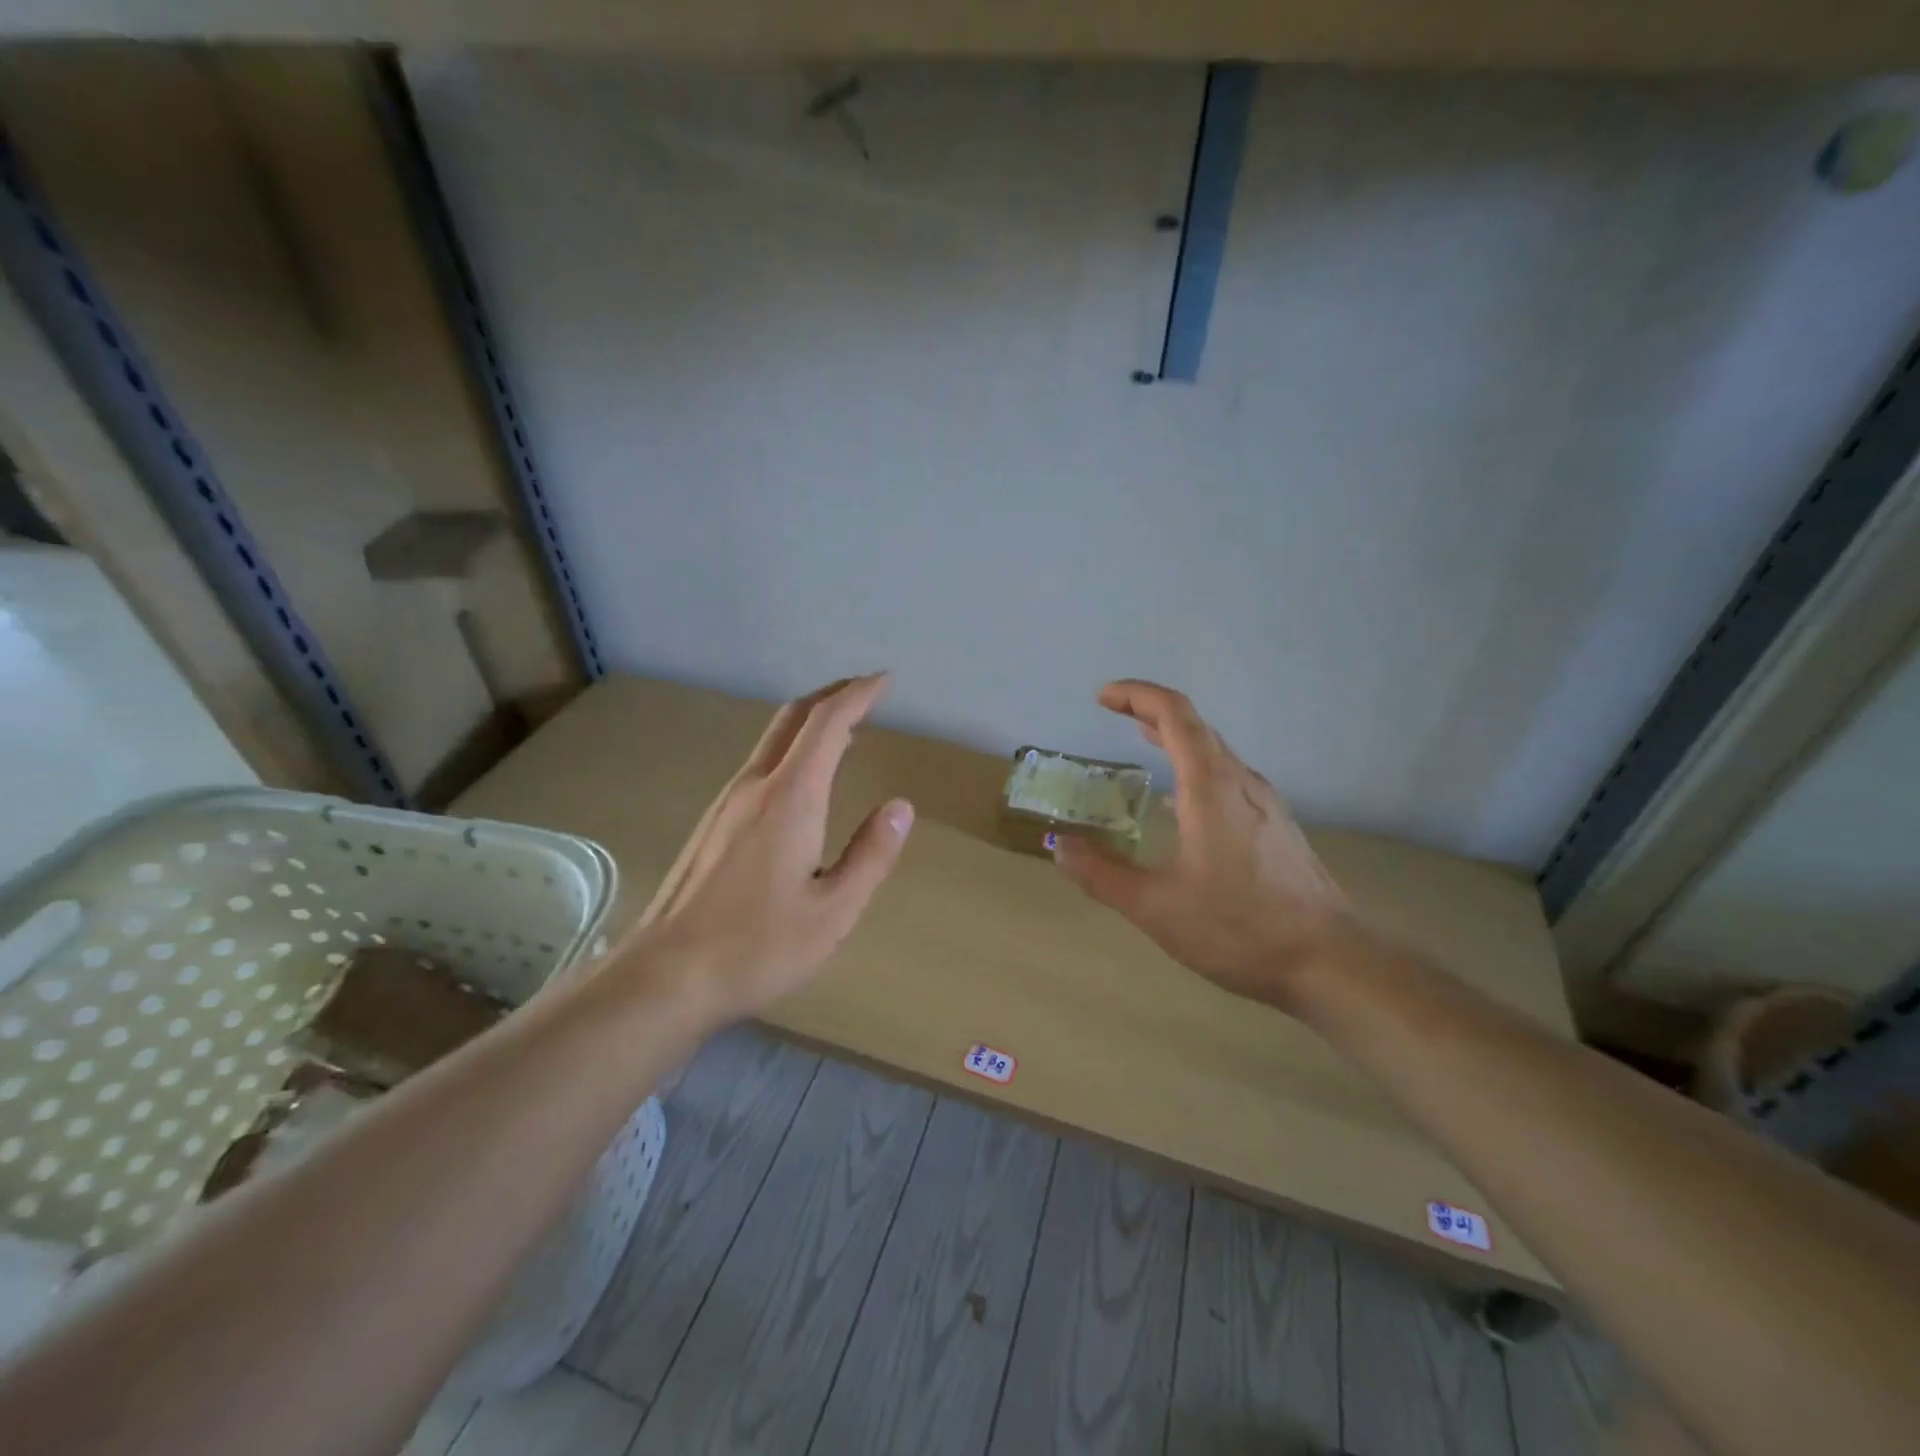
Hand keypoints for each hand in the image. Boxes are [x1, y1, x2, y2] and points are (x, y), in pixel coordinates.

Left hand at [624, 673, 914, 1024]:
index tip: (885, 680)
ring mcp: (726, 802)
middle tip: (866, 691)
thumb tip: (901, 806)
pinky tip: (803, 778)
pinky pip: (759, 764)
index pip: (828, 724)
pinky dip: (791, 749)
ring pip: (772, 739)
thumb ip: (871, 854)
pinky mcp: (711, 823)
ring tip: (844, 731)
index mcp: (791, 798)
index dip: (859, 695)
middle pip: (793, 717)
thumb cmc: (757, 946)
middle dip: (832, 694)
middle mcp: (755, 786)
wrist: (664, 976)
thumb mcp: (834, 911)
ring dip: (810, 722)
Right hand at [1053, 680, 1350, 1010]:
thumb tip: (1061, 848)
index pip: (1173, 714)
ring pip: (1216, 753)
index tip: (1102, 698)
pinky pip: (1229, 779)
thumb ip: (1103, 875)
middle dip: (1152, 712)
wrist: (1330, 962)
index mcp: (1210, 786)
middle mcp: (1240, 782)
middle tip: (1115, 715)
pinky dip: (1196, 769)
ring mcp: (1265, 804)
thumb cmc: (1239, 927)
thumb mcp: (1156, 907)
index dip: (1136, 695)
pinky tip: (1183, 806)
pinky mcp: (1277, 828)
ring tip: (1144, 744)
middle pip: (1196, 727)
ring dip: (1176, 739)